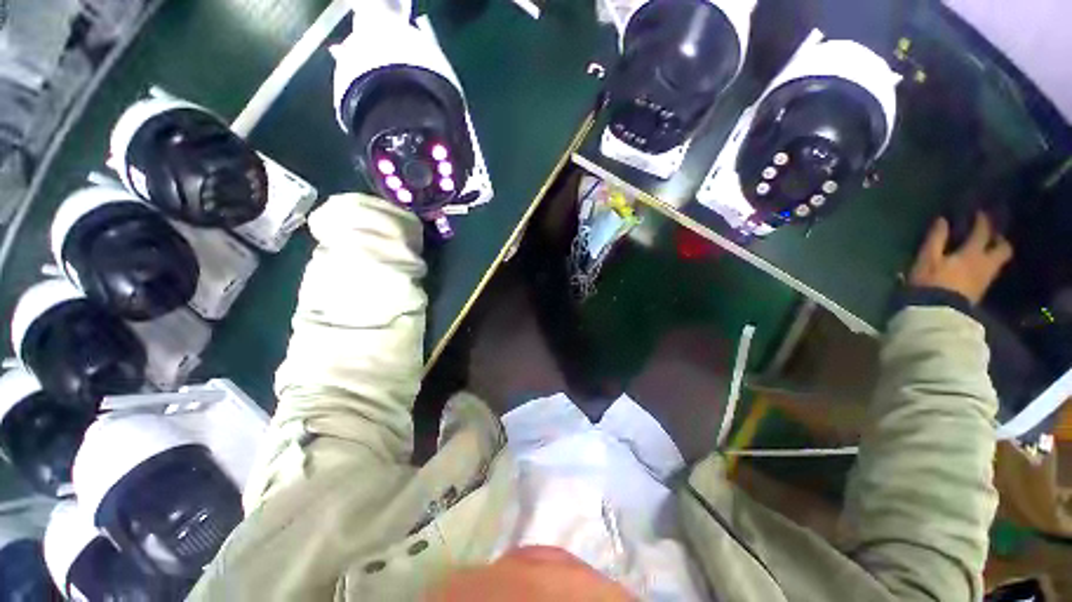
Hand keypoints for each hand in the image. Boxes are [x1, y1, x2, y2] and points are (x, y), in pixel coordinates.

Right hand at [909, 213, 1012, 304]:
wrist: (937, 312)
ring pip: (999, 261)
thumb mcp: (927, 259)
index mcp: (973, 253)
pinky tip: (979, 266)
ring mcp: (986, 278)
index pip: (983, 232)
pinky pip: (990, 272)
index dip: (982, 220)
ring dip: (995, 253)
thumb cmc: (931, 281)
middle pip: (1003, 248)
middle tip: (993, 234)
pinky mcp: (981, 290)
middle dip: (999, 239)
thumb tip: (943, 220)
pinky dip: (988, 265)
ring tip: (987, 250)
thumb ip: (936, 239)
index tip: (979, 213)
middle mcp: (986, 263)